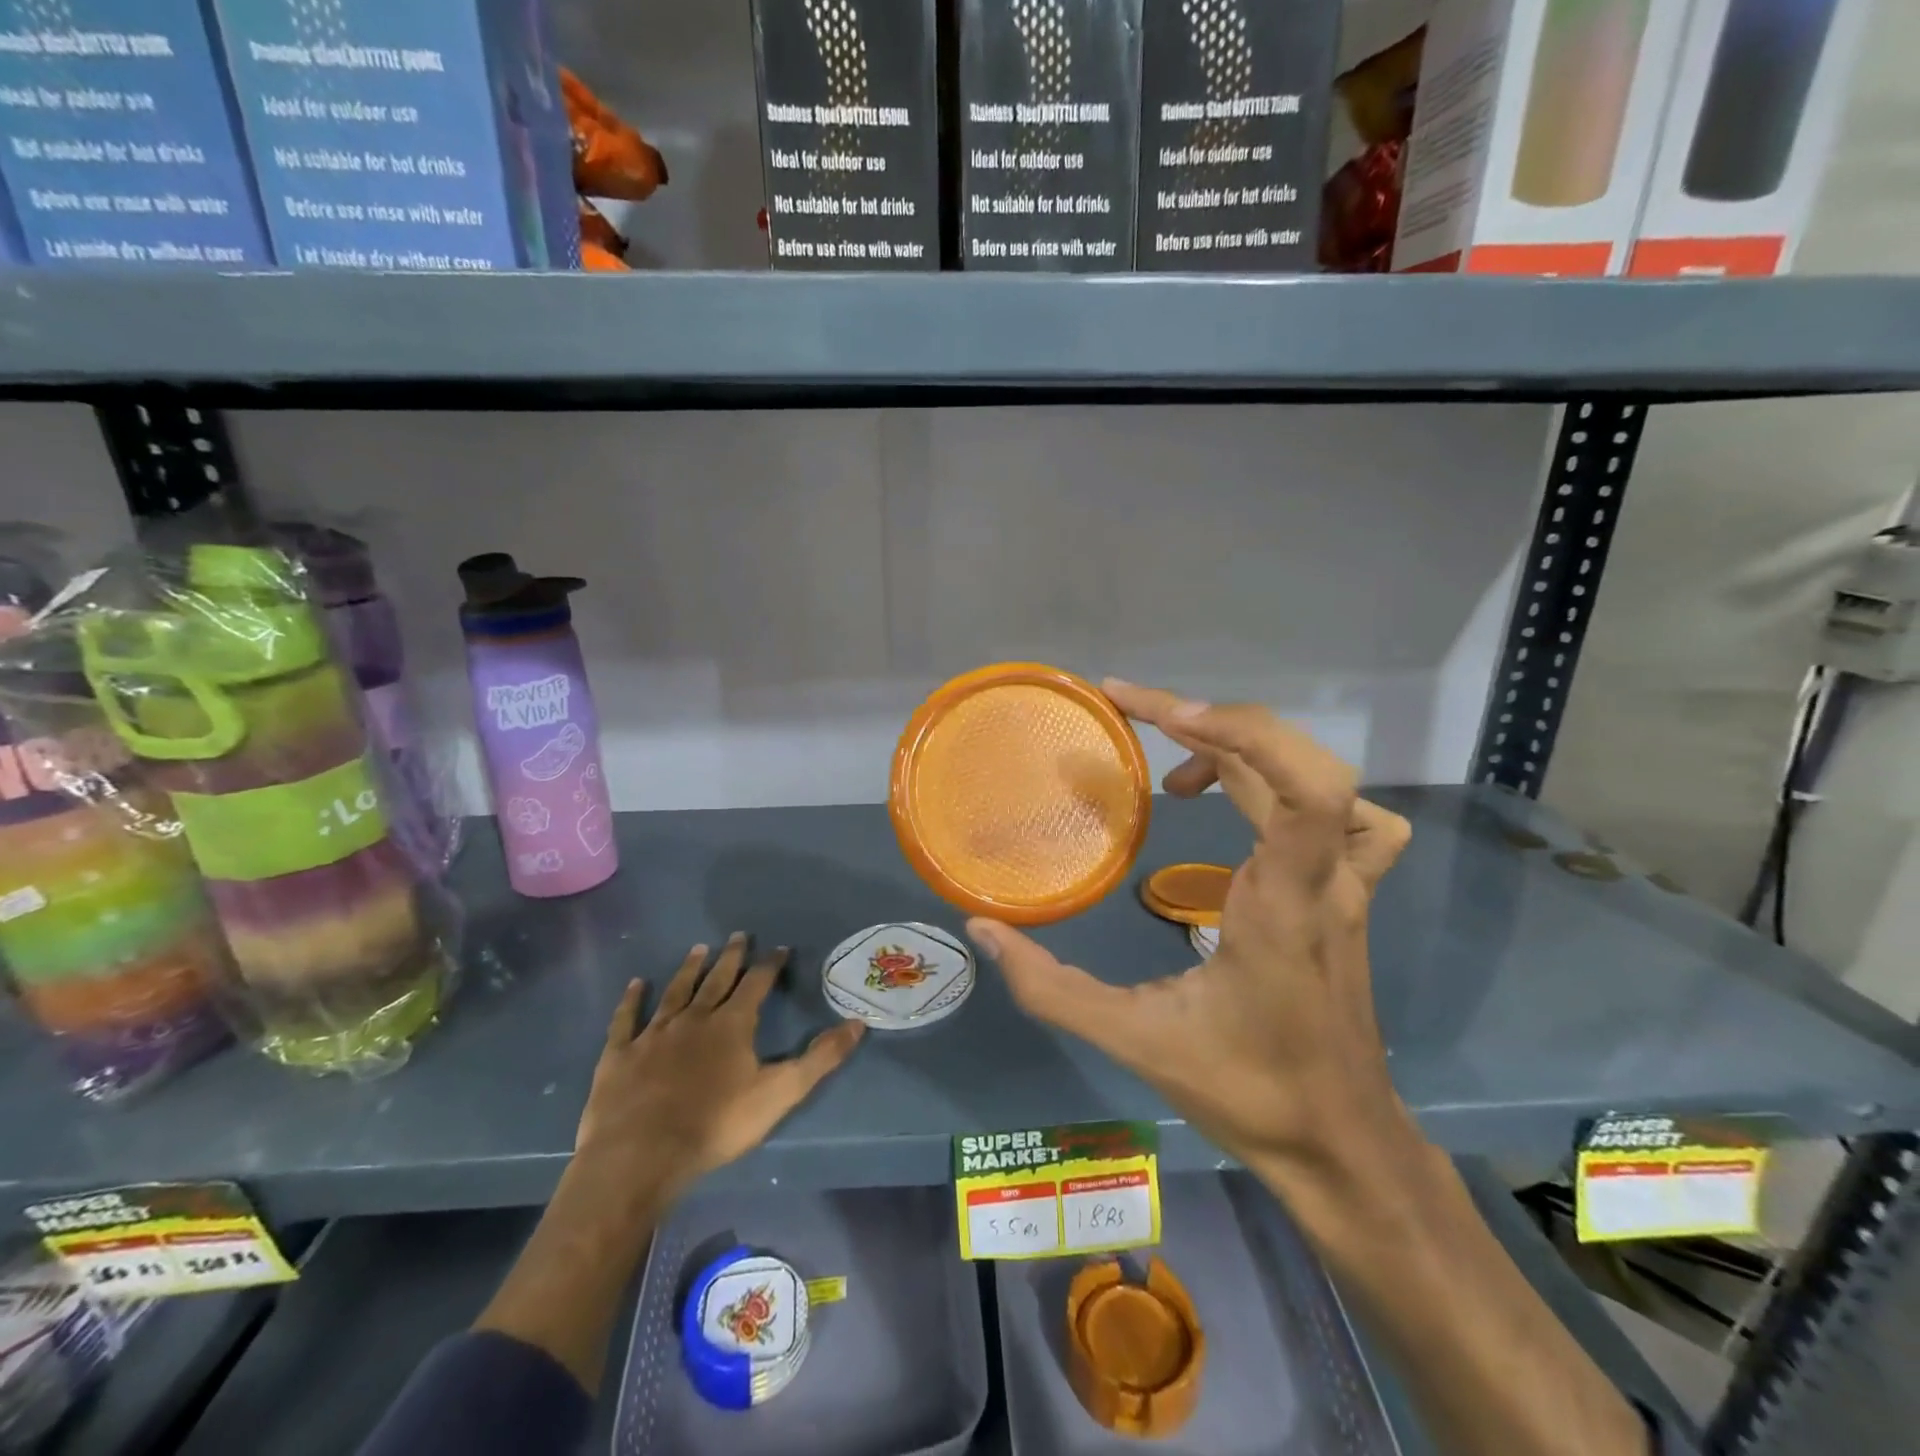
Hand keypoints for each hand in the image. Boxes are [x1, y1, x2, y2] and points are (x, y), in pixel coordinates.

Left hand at [574, 933, 865, 1202]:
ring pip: (675, 992)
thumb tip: (858, 1023)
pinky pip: (626, 1019)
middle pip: (716, 979)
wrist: (640, 1156)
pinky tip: (635, 984)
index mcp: (732, 1024)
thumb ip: (820, 1058)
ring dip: (688, 969)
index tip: (780, 948)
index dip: (770, 964)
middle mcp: (694, 1018)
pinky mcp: (620, 1055)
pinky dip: (632, 1000)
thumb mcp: (780, 1092)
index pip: (756, 983)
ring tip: (698, 948)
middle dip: (730, 957)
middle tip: (738, 935)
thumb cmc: (716, 1124)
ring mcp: (653, 1034)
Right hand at [967, 680, 1413, 1179]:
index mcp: (1284, 905)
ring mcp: (1345, 886)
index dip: (1242, 733)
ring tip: (1179, 774)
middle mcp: (1324, 880)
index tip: (1165, 716)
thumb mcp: (1135, 1041)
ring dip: (1249, 751)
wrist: (1341, 1142)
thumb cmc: (1248, 1091)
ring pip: (1324, 781)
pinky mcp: (1344, 895)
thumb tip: (983, 930)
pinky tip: (1247, 808)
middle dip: (1212, 722)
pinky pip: (1343, 815)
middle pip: (1299, 765)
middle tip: (1133, 712)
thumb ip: (1051, 988)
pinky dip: (1295, 786)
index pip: (1308, 792)